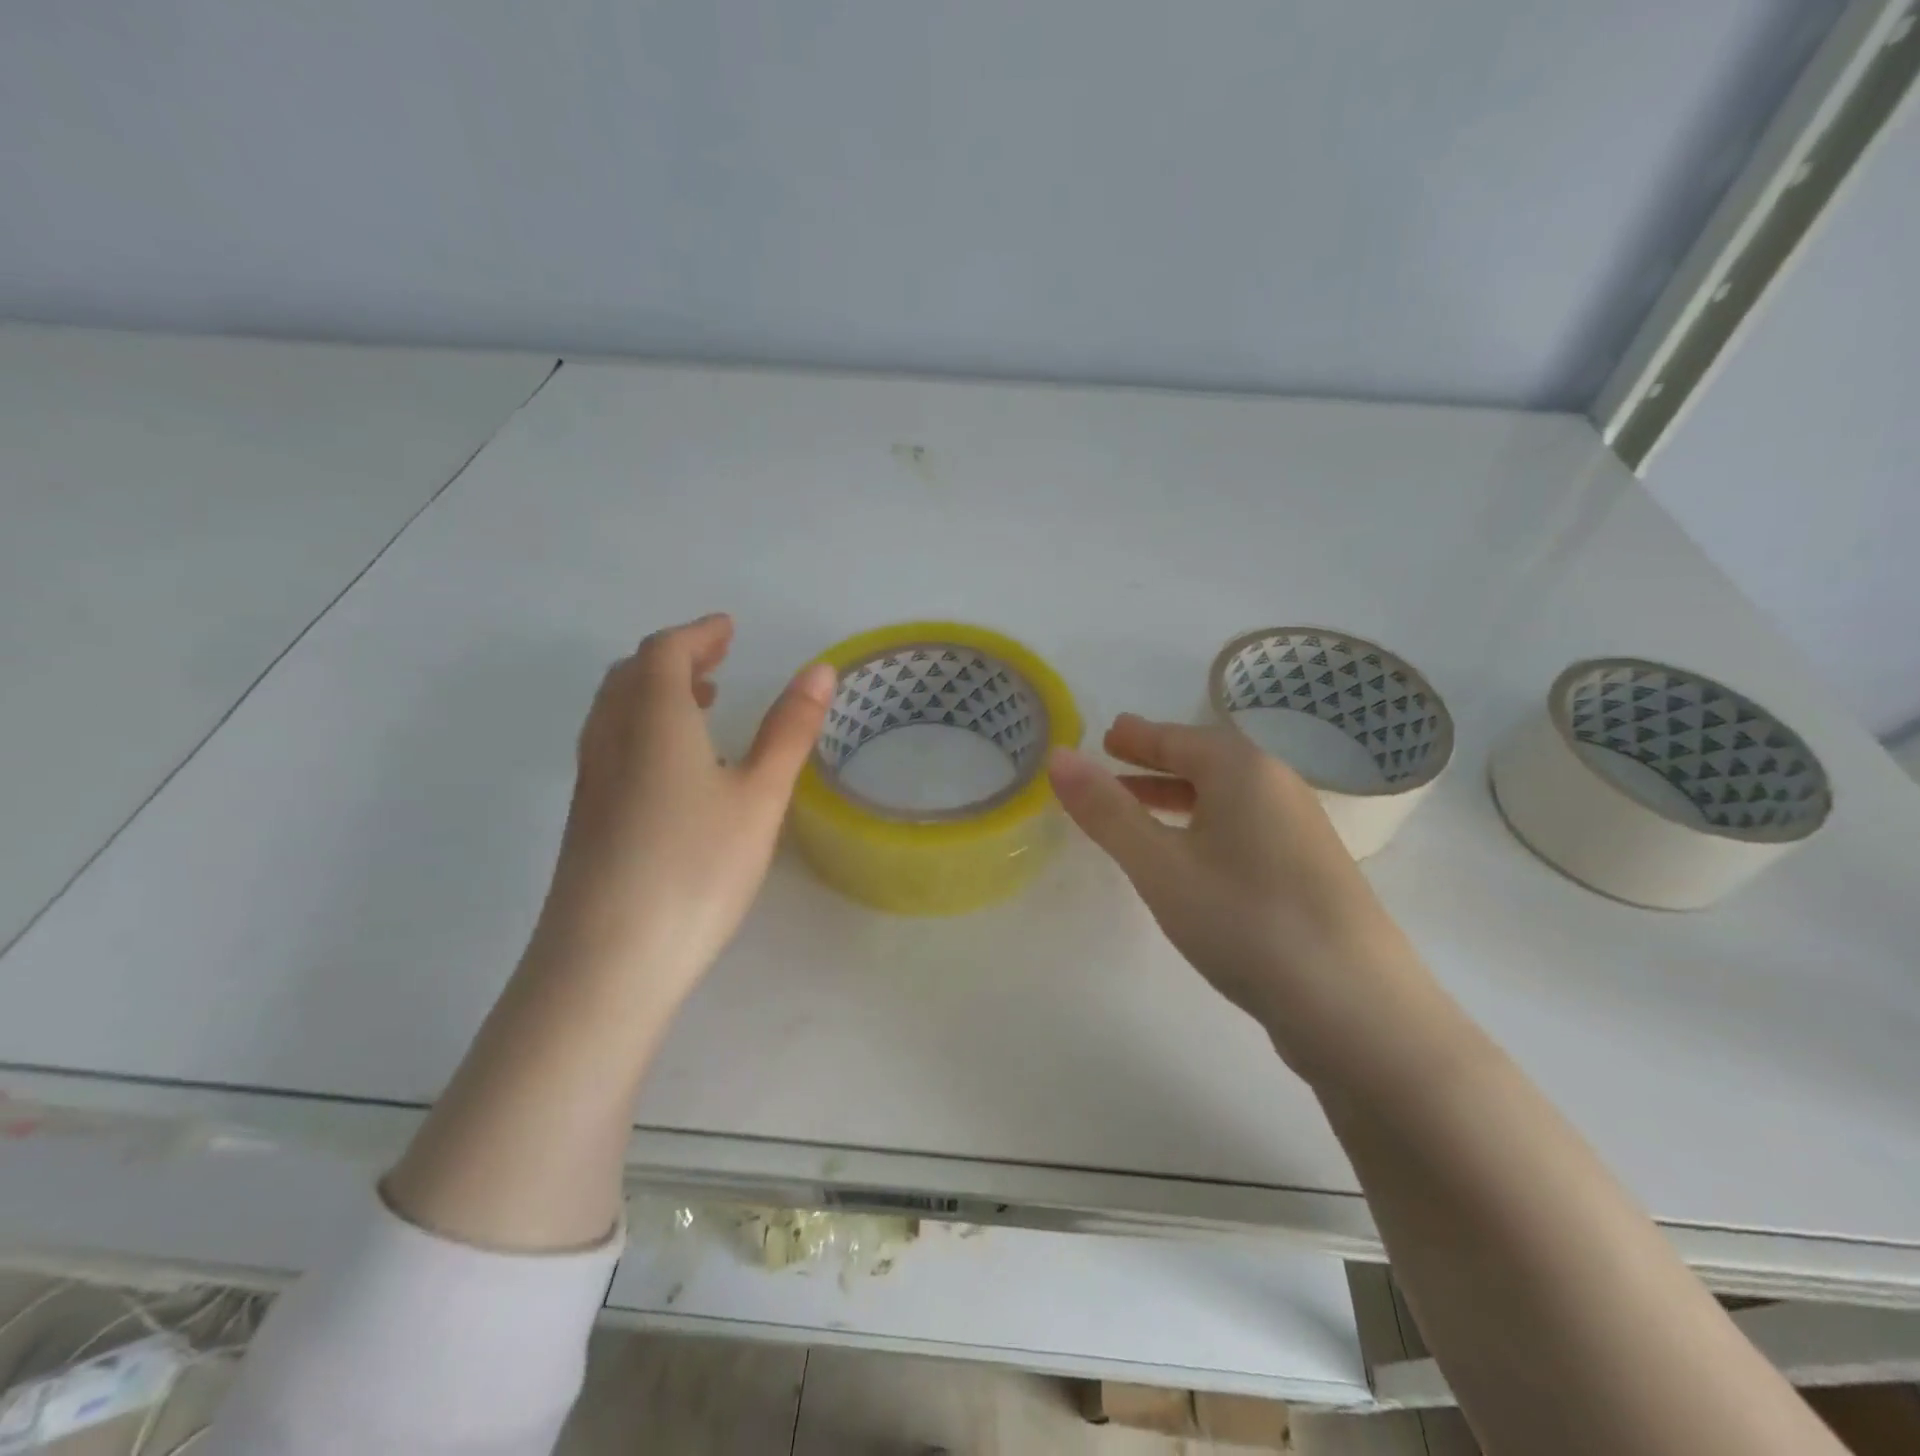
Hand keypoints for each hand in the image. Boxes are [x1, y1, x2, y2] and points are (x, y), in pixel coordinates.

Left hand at [533, 613, 835, 1003]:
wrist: (606, 962)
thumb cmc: (695, 868)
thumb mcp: (760, 796)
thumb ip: (790, 730)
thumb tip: (819, 669)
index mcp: (653, 721)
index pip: (664, 652)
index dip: (698, 633)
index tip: (729, 629)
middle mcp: (611, 740)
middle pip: (631, 675)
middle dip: (674, 656)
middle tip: (716, 659)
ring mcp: (591, 781)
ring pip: (614, 711)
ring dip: (654, 691)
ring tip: (699, 703)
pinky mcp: (585, 819)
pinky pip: (610, 744)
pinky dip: (641, 727)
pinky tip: (674, 767)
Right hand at [1047, 714, 1437, 1080]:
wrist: (1355, 1007)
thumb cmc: (1244, 919)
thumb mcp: (1159, 865)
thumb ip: (1107, 811)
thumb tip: (1058, 758)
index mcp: (1242, 770)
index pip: (1178, 737)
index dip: (1137, 736)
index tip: (1107, 734)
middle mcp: (1278, 787)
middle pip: (1207, 761)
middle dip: (1156, 762)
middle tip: (1116, 761)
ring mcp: (1301, 830)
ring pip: (1227, 797)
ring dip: (1179, 796)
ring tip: (1140, 811)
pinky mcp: (1310, 872)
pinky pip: (1244, 827)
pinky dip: (1206, 825)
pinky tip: (1193, 857)